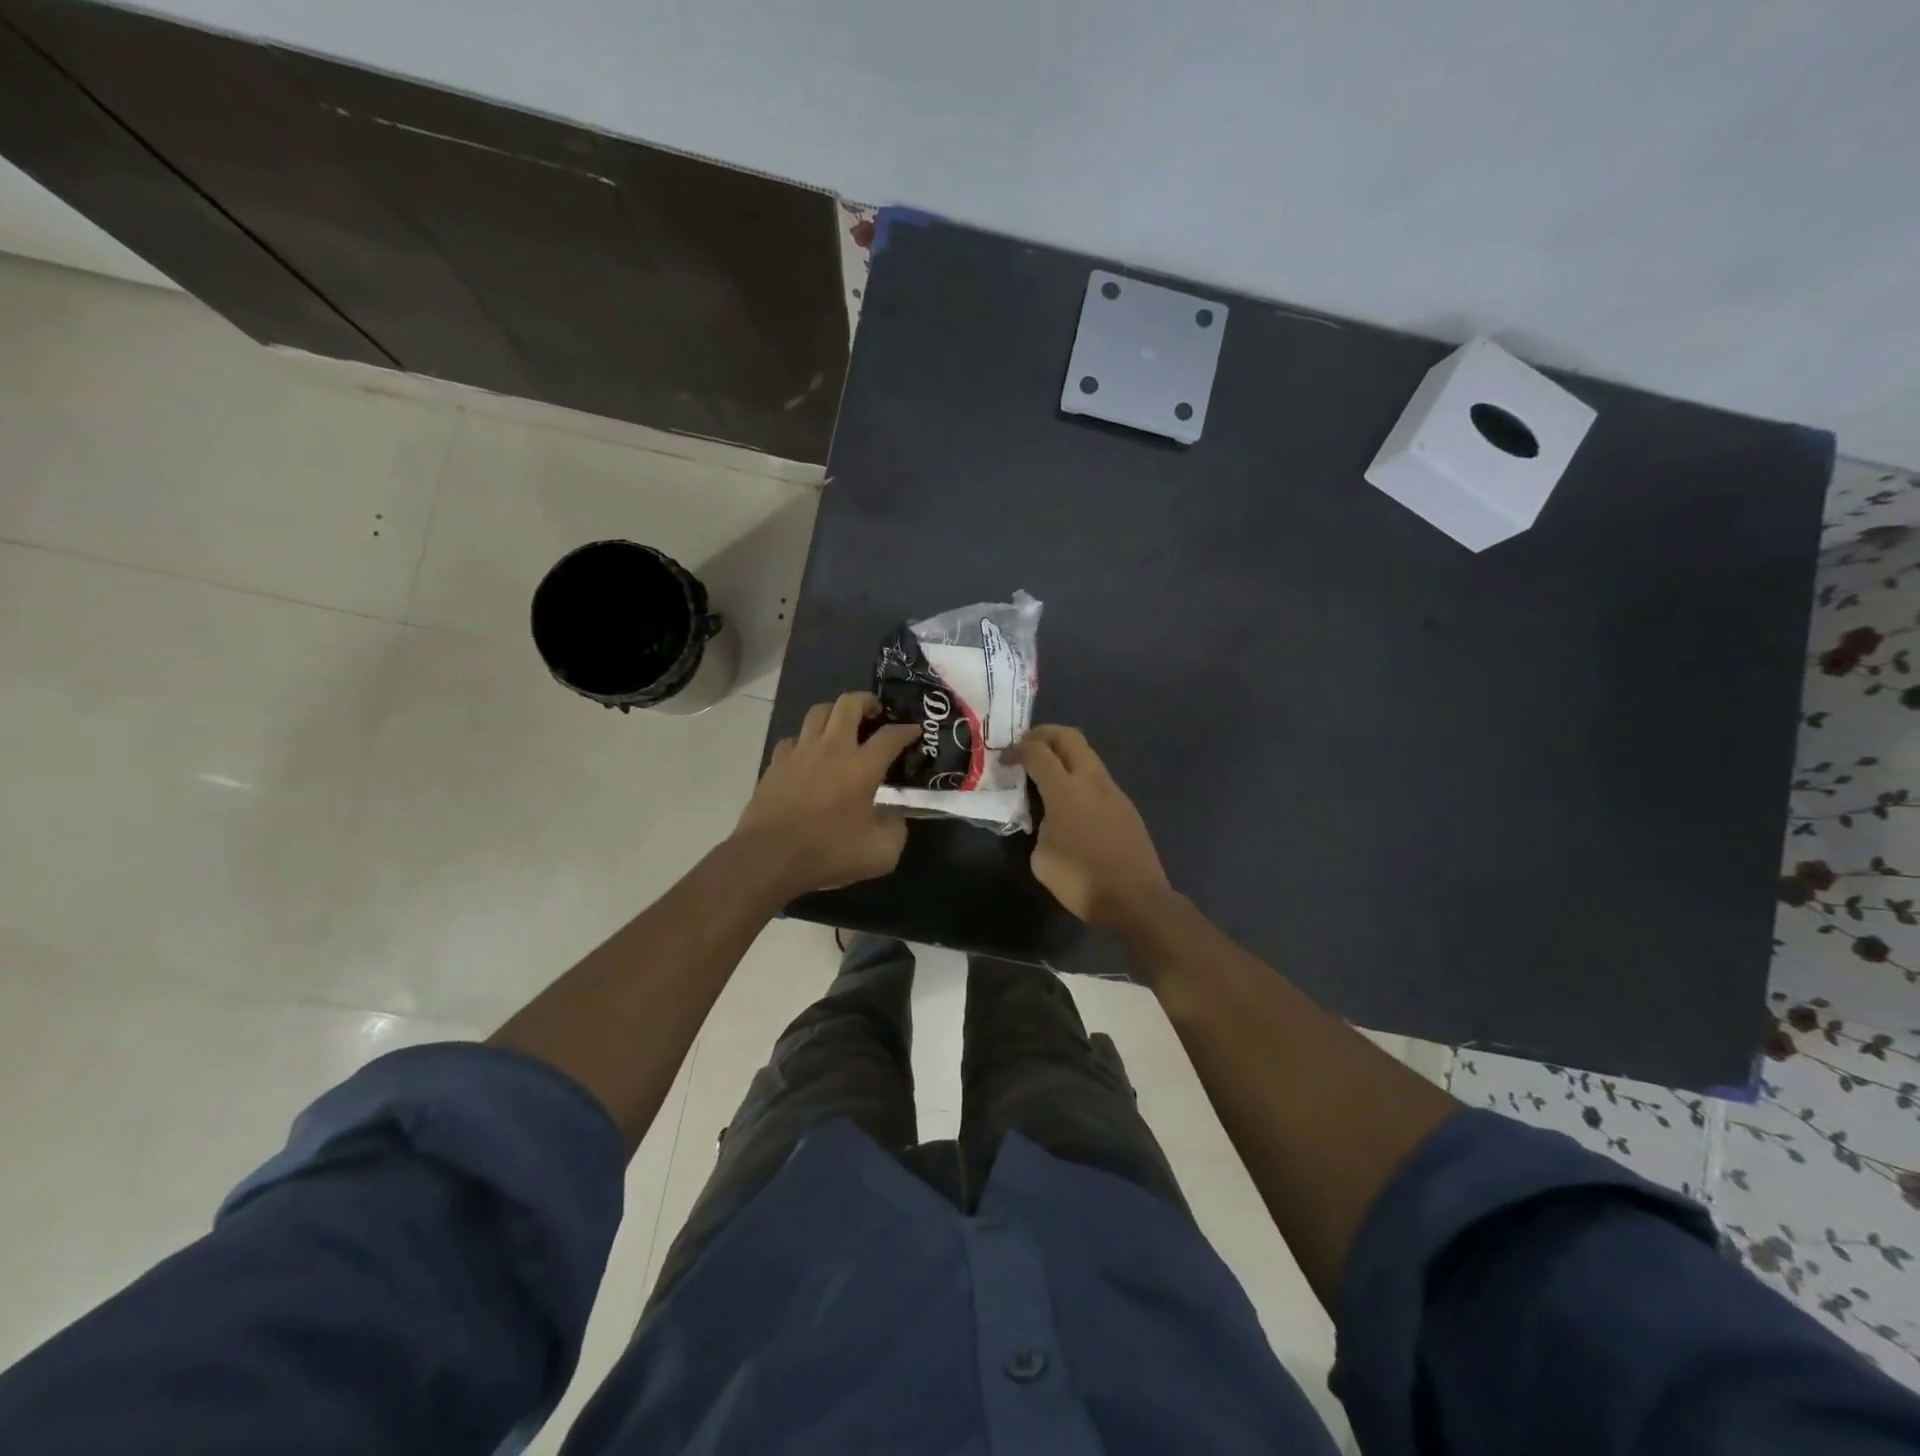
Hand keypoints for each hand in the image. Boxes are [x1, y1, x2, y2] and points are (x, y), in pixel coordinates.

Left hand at [733, 692, 919, 895]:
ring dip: (835, 713)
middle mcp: (832, 749)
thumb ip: (896, 828)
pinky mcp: (776, 764)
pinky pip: (793, 738)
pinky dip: (806, 740)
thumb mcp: (881, 852)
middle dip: (867, 701)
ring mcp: (800, 752)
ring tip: (843, 726)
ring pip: (818, 711)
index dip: (906, 730)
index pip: (890, 736)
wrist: (769, 858)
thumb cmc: (828, 853)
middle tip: (876, 712)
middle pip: (849, 704)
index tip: (914, 731)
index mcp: (861, 767)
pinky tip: (810, 755)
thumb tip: (894, 815)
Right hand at [1006, 725, 1170, 924]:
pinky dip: (1080, 776)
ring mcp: (1114, 791)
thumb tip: (1048, 821)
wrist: (1135, 900)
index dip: (1017, 750)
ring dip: (1065, 754)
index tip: (1004, 760)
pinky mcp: (1126, 807)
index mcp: (1065, 790)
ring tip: (1046, 773)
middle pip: (1069, 737)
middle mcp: (1092, 781)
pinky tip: (1070, 800)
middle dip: (1044, 735)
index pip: (1038, 752)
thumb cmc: (1080, 880)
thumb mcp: (1041, 857)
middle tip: (1027, 746)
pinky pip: (1098, 778)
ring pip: (1088, 755)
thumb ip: (1040, 827)